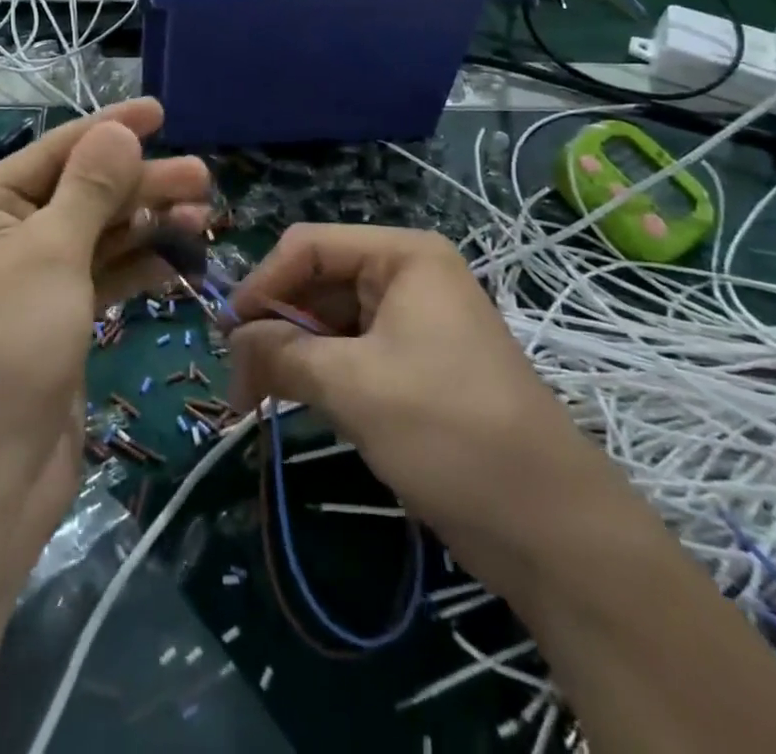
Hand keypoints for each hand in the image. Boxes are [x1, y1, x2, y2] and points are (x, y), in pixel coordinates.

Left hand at [0, 99, 210, 565]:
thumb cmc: (9, 344)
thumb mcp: (52, 252)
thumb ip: (90, 186)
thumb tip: (118, 130)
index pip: (53, 152)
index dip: (108, 128)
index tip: (160, 112)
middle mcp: (1, 237)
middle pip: (81, 193)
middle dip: (139, 183)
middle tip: (202, 176)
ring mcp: (31, 280)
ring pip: (97, 234)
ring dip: (147, 222)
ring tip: (203, 211)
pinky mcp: (58, 318)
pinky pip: (103, 274)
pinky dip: (139, 262)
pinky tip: (181, 255)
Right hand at [227, 224, 612, 574]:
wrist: (551, 529)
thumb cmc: (449, 431)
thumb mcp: (352, 385)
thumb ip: (281, 352)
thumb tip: (233, 340)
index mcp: (402, 255)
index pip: (308, 246)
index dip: (262, 284)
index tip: (225, 335)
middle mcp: (406, 276)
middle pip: (316, 282)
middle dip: (273, 326)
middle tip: (237, 380)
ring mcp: (412, 322)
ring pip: (328, 321)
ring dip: (290, 355)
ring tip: (256, 399)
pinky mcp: (413, 366)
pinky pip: (350, 353)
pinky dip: (317, 374)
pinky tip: (292, 402)